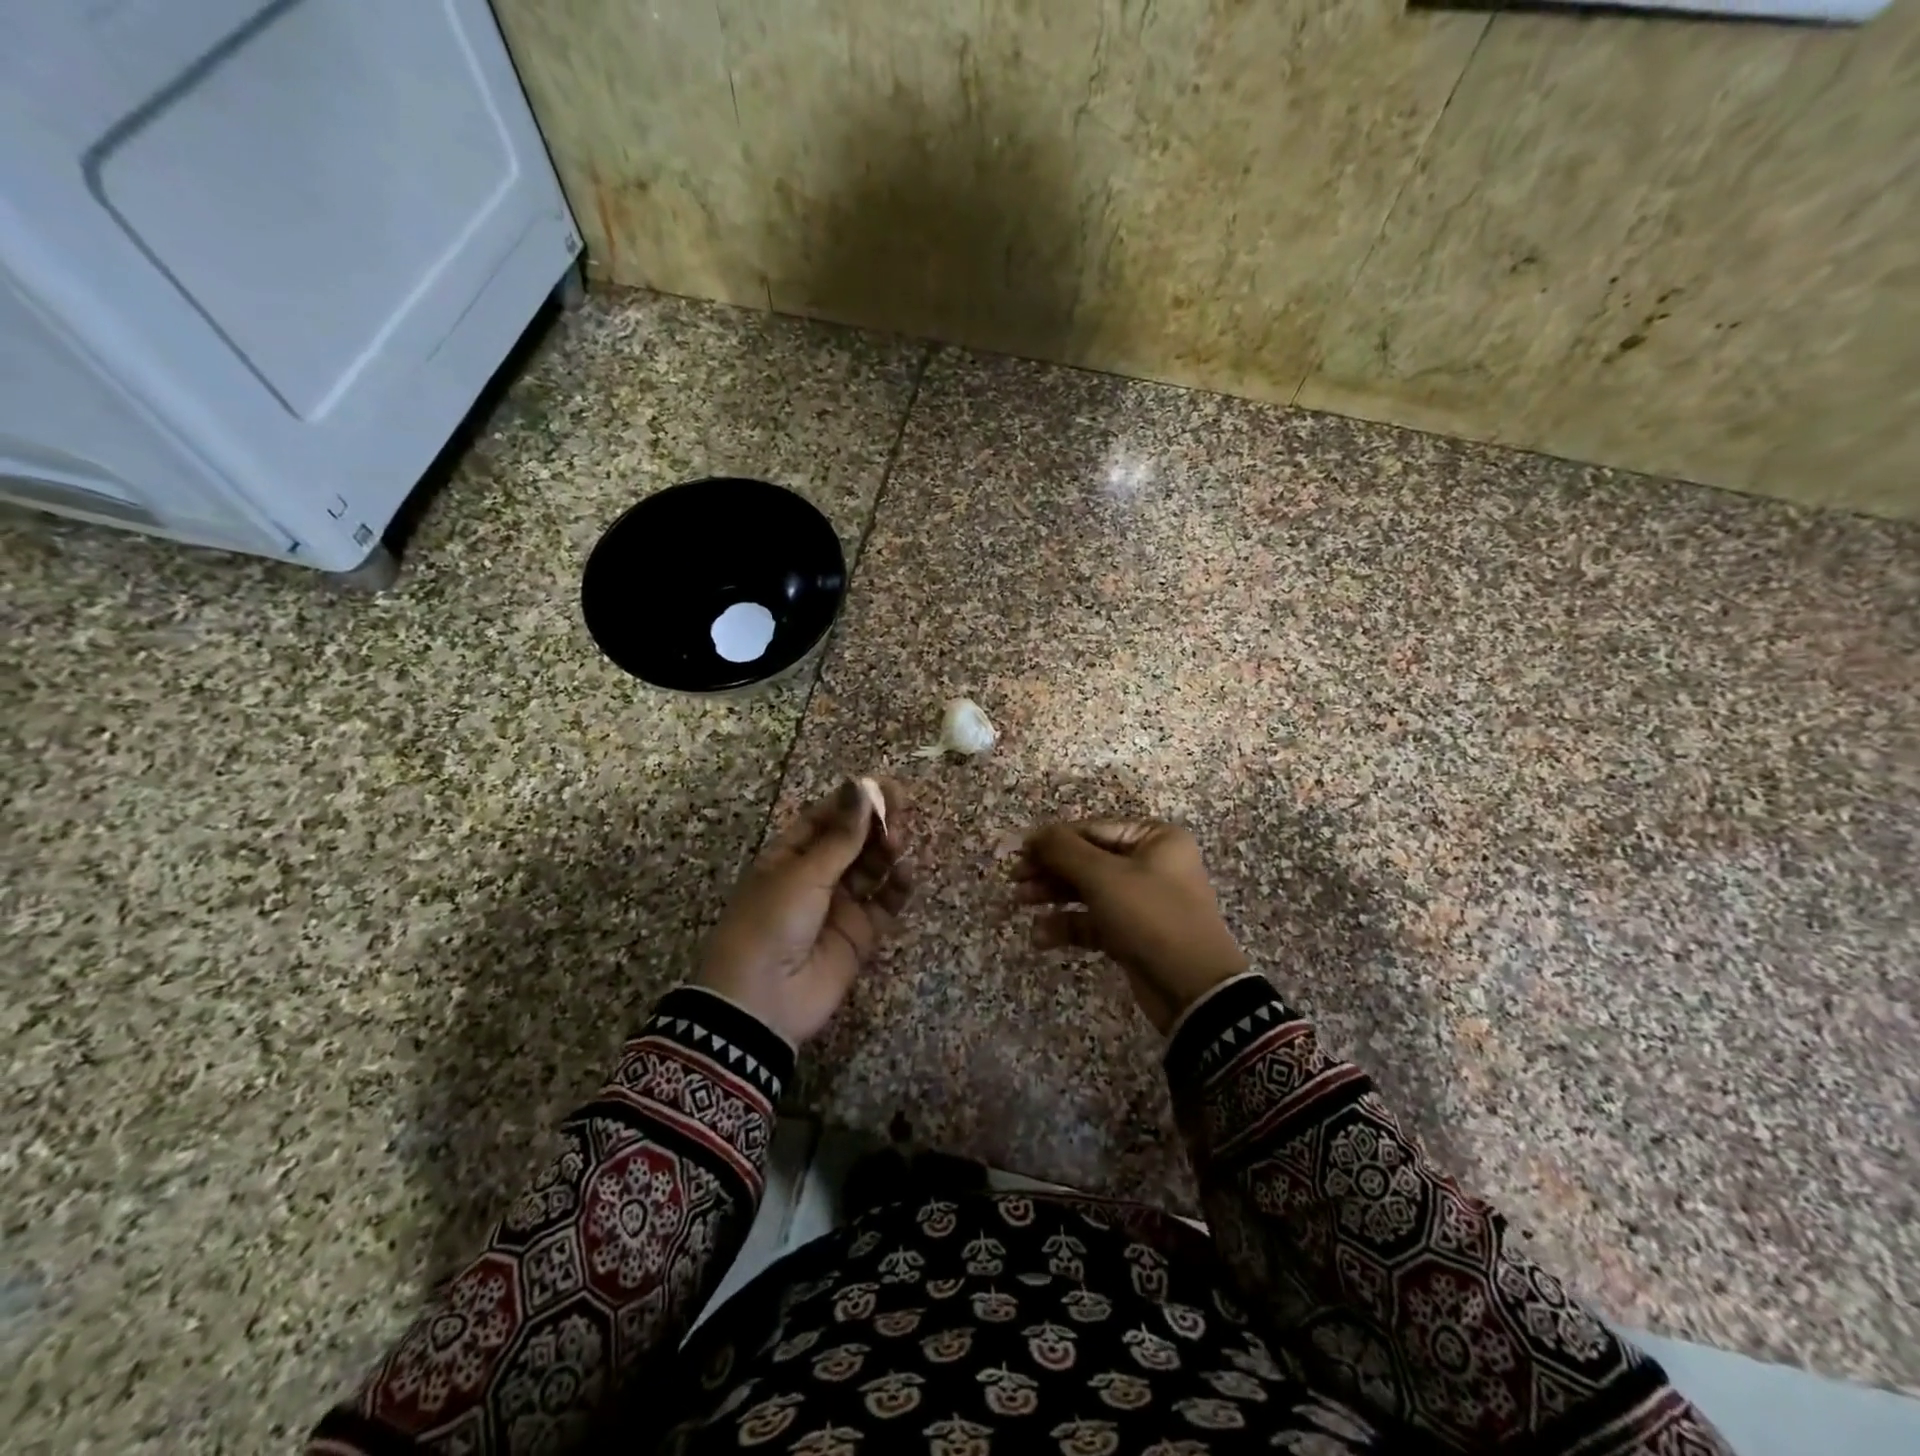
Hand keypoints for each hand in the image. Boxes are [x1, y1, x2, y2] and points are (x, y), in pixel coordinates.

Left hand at [699, 777, 910, 1044]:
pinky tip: (905, 874)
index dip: (855, 800)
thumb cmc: (771, 924)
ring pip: (873, 867)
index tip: (884, 786)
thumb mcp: (803, 873)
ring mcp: (840, 905)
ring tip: (898, 843)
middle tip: (900, 812)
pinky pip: (886, 903)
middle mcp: (817, 876)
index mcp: (790, 855)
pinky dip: (898, 887)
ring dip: (888, 851)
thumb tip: (863, 785)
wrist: (761, 1004)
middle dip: (877, 823)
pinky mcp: (861, 934)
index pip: (827, 817)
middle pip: (854, 839)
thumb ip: (842, 835)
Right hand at [1014, 819, 1248, 1033]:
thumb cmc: (1150, 917)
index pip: (1092, 829)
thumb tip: (1035, 833)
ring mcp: (1142, 901)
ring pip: (1087, 890)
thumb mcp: (1104, 877)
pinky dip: (1067, 925)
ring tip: (1019, 903)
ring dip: (1053, 896)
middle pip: (1087, 859)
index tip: (1018, 852)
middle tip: (1015, 880)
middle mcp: (1151, 864)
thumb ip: (1064, 850)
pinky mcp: (1132, 934)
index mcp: (1154, 839)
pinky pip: (1094, 921)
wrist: (1194, 990)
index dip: (1053, 840)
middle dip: (1050, 870)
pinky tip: (1040, 936)